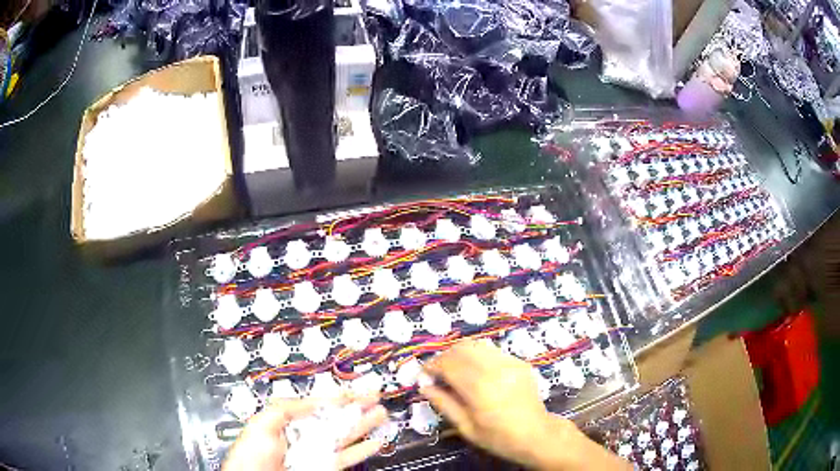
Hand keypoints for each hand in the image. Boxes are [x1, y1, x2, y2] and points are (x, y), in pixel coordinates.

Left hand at [223, 394, 387, 470]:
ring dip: (364, 426)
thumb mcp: (262, 424)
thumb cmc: (250, 455)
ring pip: (345, 436)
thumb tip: (311, 401)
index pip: (317, 405)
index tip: (354, 390)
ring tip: (380, 414)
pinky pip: (346, 457)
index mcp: (288, 421)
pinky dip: (362, 450)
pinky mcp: (324, 467)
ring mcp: (316, 452)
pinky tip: (374, 442)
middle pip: (336, 419)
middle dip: (356, 407)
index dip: (337, 396)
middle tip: (374, 397)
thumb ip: (286, 409)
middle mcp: (304, 435)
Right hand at [420, 341, 629, 470]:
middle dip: (444, 357)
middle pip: (461, 348)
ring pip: (477, 344)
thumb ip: (444, 404)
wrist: (536, 434)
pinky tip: (476, 371)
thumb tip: (424, 386)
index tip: (423, 375)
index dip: (431, 366)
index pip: (448, 364)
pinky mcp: (520, 362)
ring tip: (454, 369)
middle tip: (437, 372)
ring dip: (460, 353)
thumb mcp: (466, 427)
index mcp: (480, 388)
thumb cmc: (498, 437)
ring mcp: (511, 363)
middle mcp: (496, 369)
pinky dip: (477, 356)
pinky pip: (492, 351)